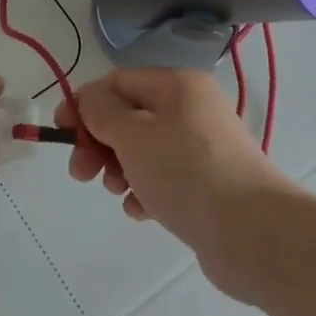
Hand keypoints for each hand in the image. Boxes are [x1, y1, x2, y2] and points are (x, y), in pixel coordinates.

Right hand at [57, 67, 291, 299]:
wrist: (254, 234)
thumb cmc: (186, 172)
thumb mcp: (132, 135)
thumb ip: (101, 112)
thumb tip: (90, 101)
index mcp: (177, 85)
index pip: (117, 82)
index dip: (84, 102)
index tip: (61, 131)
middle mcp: (192, 109)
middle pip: (129, 117)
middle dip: (99, 142)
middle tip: (81, 171)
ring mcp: (203, 148)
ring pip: (144, 150)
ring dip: (120, 168)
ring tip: (118, 192)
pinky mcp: (208, 185)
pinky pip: (164, 179)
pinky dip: (145, 190)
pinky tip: (142, 210)